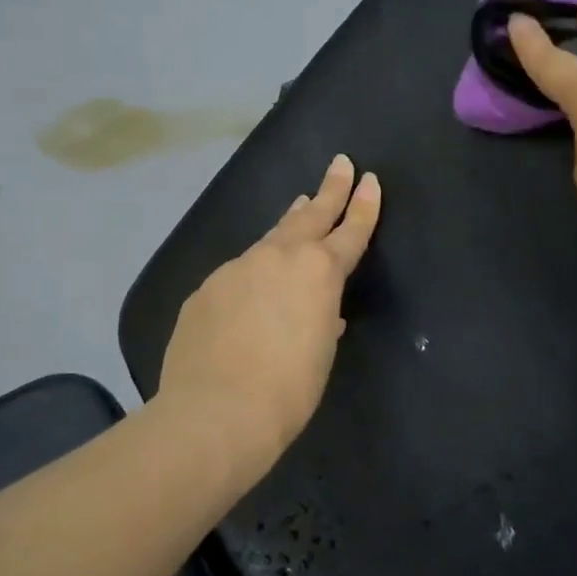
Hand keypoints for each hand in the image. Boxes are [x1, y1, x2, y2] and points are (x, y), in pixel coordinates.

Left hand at [158, 154, 381, 473]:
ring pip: (270, 237)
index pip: (350, 231)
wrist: (215, 412)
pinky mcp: (207, 288)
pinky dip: (253, 270)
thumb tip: (320, 312)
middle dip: (330, 190)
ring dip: (289, 222)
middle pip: (311, 215)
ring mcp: (238, 268)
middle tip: (340, 163)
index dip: (363, 206)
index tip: (369, 180)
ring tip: (300, 205)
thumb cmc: (287, 390)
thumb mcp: (320, 353)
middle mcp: (279, 258)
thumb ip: (322, 321)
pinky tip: (250, 288)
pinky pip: (239, 272)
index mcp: (319, 273)